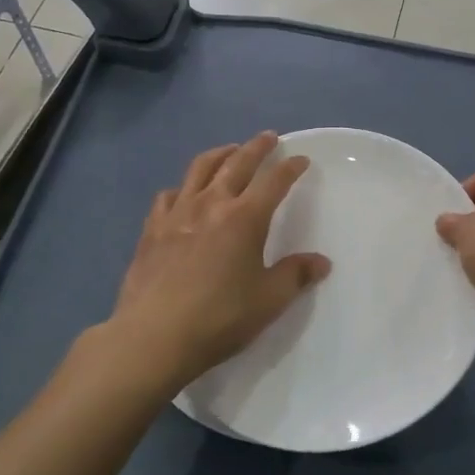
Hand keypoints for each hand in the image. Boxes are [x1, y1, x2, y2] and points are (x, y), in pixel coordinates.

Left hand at [108, 133, 330, 387]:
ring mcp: (177, 213)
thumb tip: (321, 262)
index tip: (301, 159)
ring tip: (229, 151)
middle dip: (256, 147)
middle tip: (268, 137)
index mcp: (245, 218)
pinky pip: (169, 195)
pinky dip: (183, 188)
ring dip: (220, 154)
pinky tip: (184, 195)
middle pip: (237, 163)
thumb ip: (296, 275)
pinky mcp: (152, 229)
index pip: (274, 181)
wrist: (153, 337)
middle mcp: (212, 204)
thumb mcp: (269, 300)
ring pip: (200, 169)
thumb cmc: (219, 318)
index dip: (290, 167)